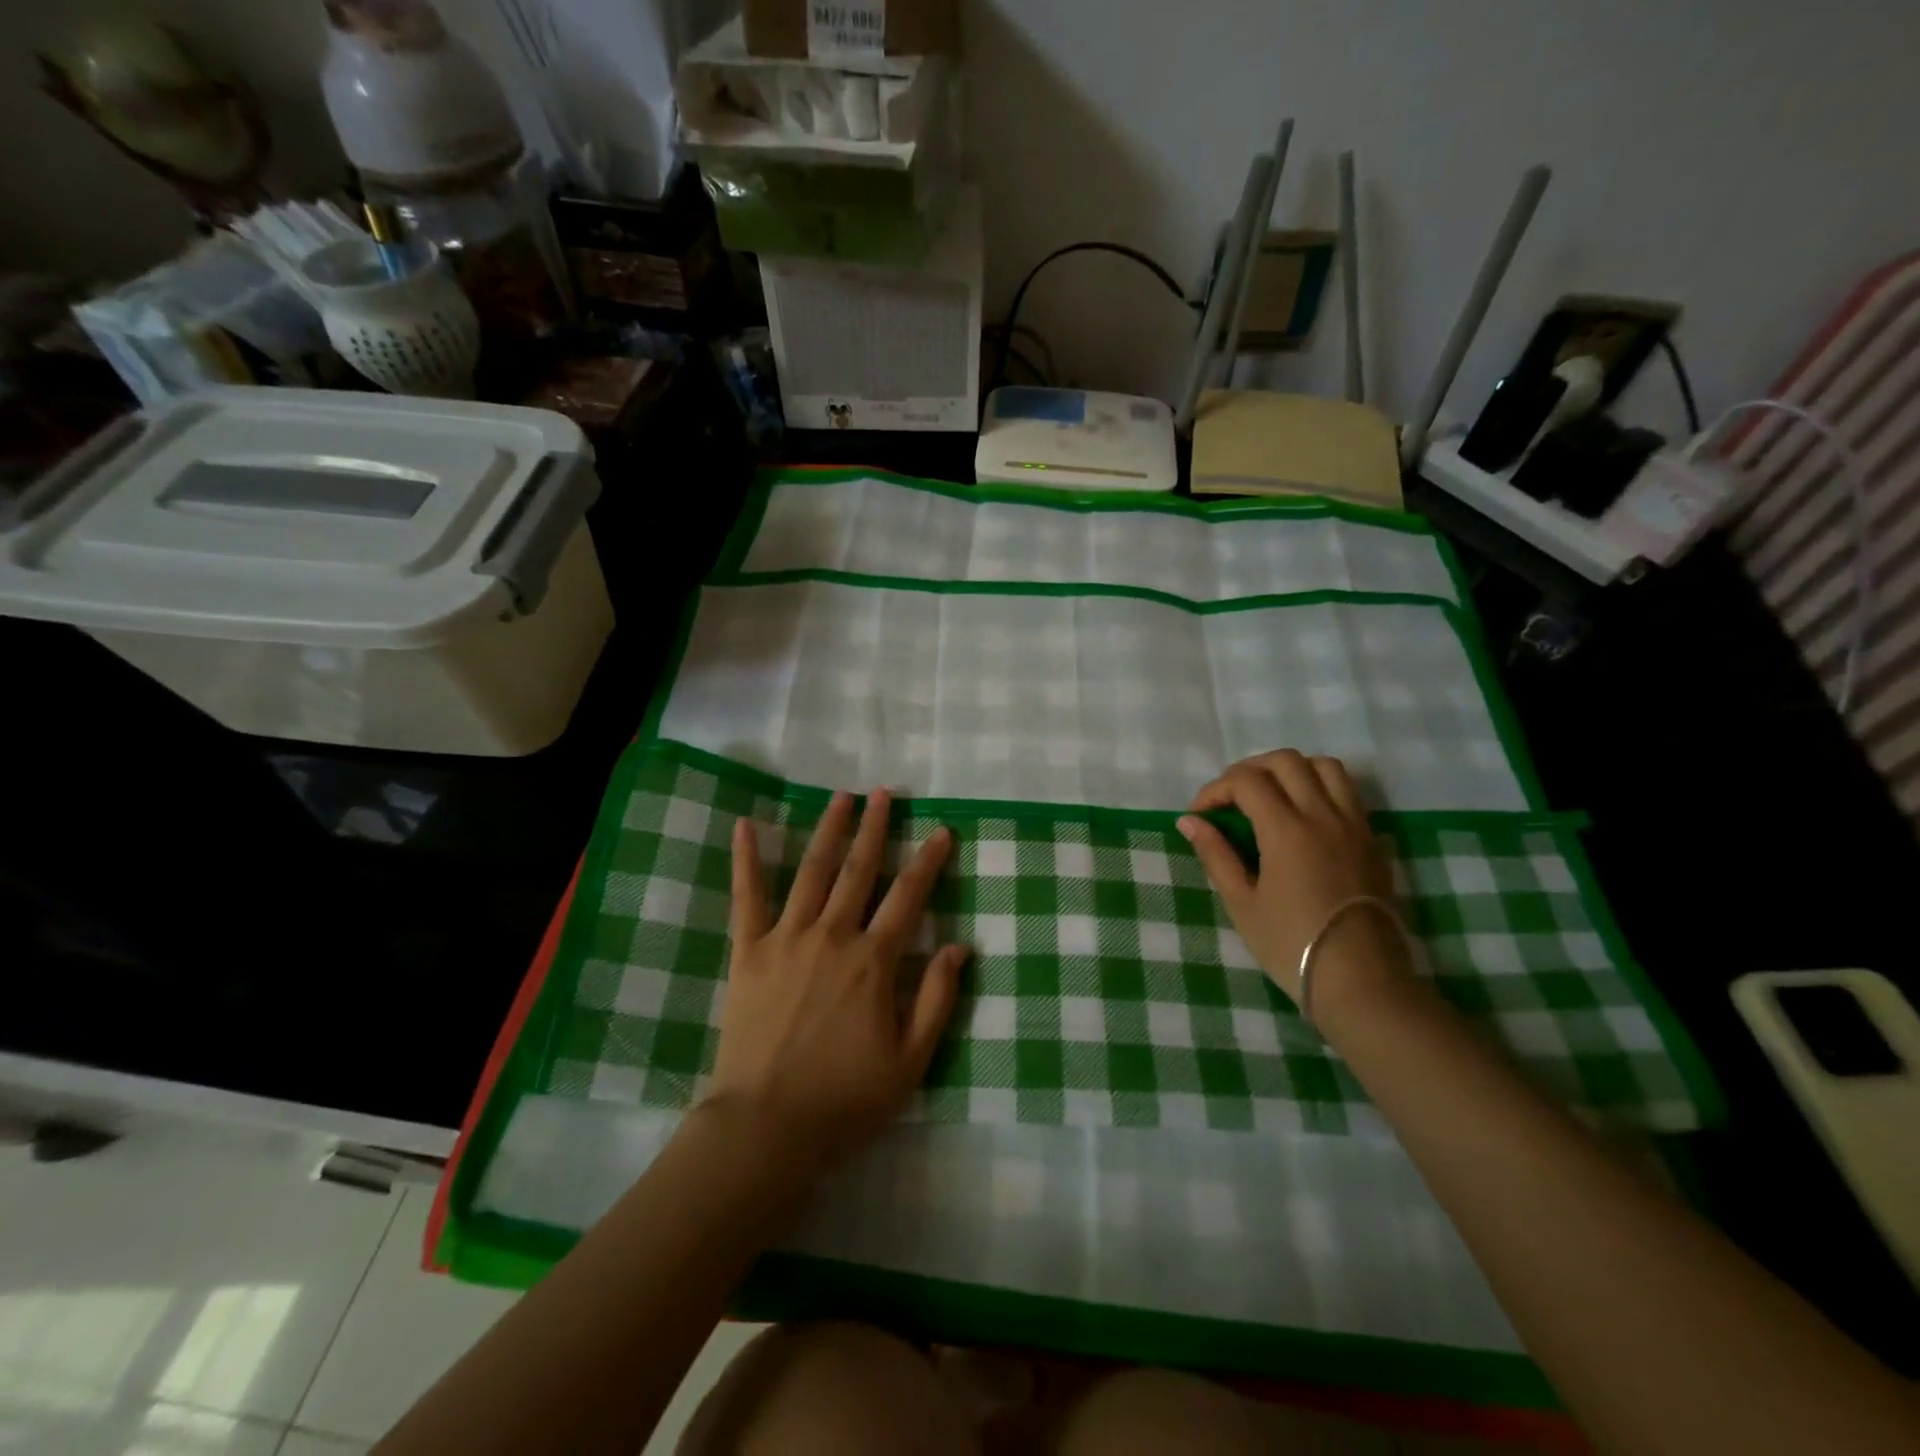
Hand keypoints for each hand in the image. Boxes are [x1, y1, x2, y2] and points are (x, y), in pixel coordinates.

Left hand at [705, 789, 968, 1168]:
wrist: (766, 1128)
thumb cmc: (845, 1099)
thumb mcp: (911, 1061)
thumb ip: (937, 999)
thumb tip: (961, 947)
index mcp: (873, 961)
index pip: (909, 897)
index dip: (929, 861)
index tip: (942, 831)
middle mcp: (833, 936)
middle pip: (859, 870)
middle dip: (877, 828)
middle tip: (886, 793)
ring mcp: (787, 939)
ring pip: (812, 871)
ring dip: (830, 830)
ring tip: (842, 797)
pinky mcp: (749, 951)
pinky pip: (747, 897)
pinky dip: (746, 859)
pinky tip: (747, 824)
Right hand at [1177, 750, 1405, 1006]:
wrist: (1361, 982)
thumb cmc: (1291, 946)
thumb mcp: (1242, 903)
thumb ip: (1215, 855)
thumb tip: (1190, 821)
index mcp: (1286, 830)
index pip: (1246, 781)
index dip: (1215, 790)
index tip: (1200, 815)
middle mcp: (1323, 816)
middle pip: (1285, 761)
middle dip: (1250, 770)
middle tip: (1231, 800)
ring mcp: (1354, 825)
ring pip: (1325, 767)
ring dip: (1291, 771)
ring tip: (1271, 797)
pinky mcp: (1373, 841)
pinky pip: (1349, 793)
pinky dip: (1321, 788)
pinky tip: (1304, 818)